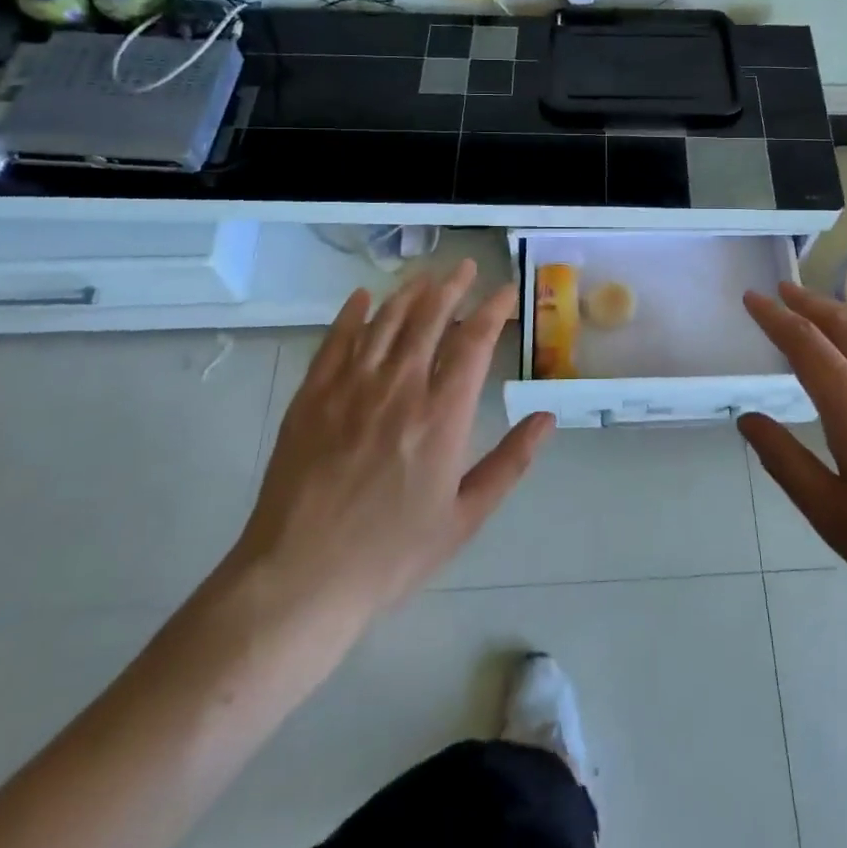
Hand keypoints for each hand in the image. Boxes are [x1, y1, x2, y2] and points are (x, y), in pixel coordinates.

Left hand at [227, 260, 553, 637]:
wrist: (299, 580)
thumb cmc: (391, 554)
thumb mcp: (464, 518)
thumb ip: (510, 462)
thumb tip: (547, 417)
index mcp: (442, 416)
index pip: (473, 342)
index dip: (492, 309)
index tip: (505, 291)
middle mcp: (400, 388)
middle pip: (429, 317)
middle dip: (451, 286)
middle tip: (465, 267)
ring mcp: (351, 388)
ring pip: (385, 321)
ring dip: (409, 292)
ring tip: (426, 276)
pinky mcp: (312, 397)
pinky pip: (336, 341)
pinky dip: (352, 313)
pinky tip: (362, 298)